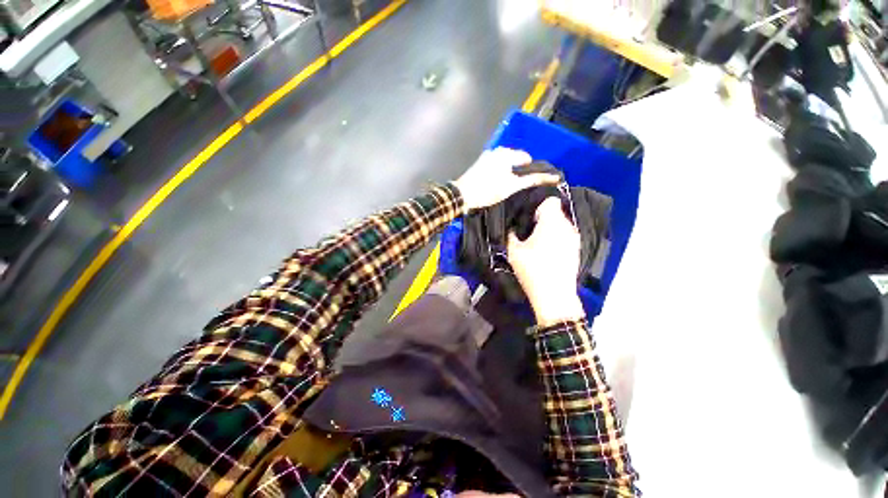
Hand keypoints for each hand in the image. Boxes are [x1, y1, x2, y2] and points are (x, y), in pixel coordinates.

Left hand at [452, 147, 560, 211]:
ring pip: (505, 161)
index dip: (530, 168)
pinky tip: (497, 182)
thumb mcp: (511, 187)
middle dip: (519, 169)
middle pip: (515, 157)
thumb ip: (530, 180)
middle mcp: (497, 151)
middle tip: (518, 184)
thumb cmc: (487, 191)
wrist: (462, 195)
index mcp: (506, 153)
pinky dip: (500, 171)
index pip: (526, 157)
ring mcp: (487, 156)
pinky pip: (495, 164)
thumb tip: (550, 176)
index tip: (529, 180)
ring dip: (509, 170)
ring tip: (507, 184)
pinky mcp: (480, 163)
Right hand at [507, 198, 584, 325]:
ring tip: (538, 242)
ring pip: (561, 225)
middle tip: (529, 231)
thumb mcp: (514, 252)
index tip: (529, 218)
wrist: (554, 295)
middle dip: (543, 218)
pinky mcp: (576, 249)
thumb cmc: (532, 270)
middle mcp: (567, 226)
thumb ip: (511, 235)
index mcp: (551, 223)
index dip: (538, 206)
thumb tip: (512, 228)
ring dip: (550, 229)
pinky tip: (548, 252)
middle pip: (556, 212)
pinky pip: (566, 236)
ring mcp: (574, 239)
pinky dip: (557, 238)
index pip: (550, 201)